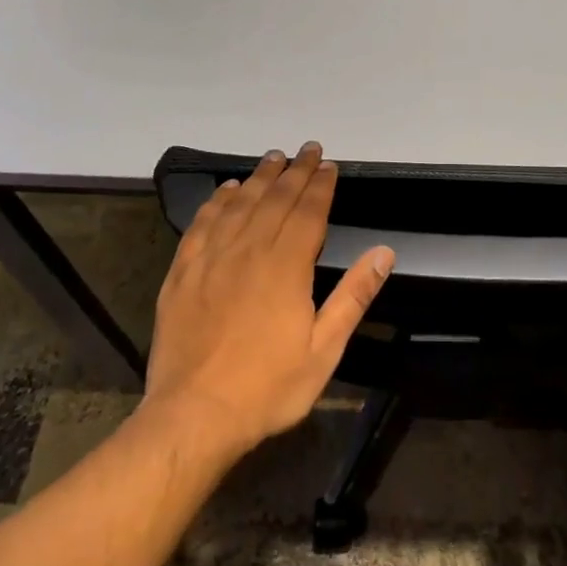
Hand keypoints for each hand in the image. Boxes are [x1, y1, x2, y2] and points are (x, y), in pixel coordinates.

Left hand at [144, 142, 394, 456]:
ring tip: (273, 158)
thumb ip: (353, 296)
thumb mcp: (324, 350)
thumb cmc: (268, 387)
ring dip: (258, 177)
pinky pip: (201, 224)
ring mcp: (211, 259)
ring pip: (239, 204)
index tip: (329, 164)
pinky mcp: (182, 272)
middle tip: (307, 149)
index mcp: (286, 267)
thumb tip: (384, 253)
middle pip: (275, 199)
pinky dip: (216, 201)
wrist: (194, 415)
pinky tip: (225, 190)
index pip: (307, 212)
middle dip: (295, 171)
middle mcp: (248, 251)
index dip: (320, 185)